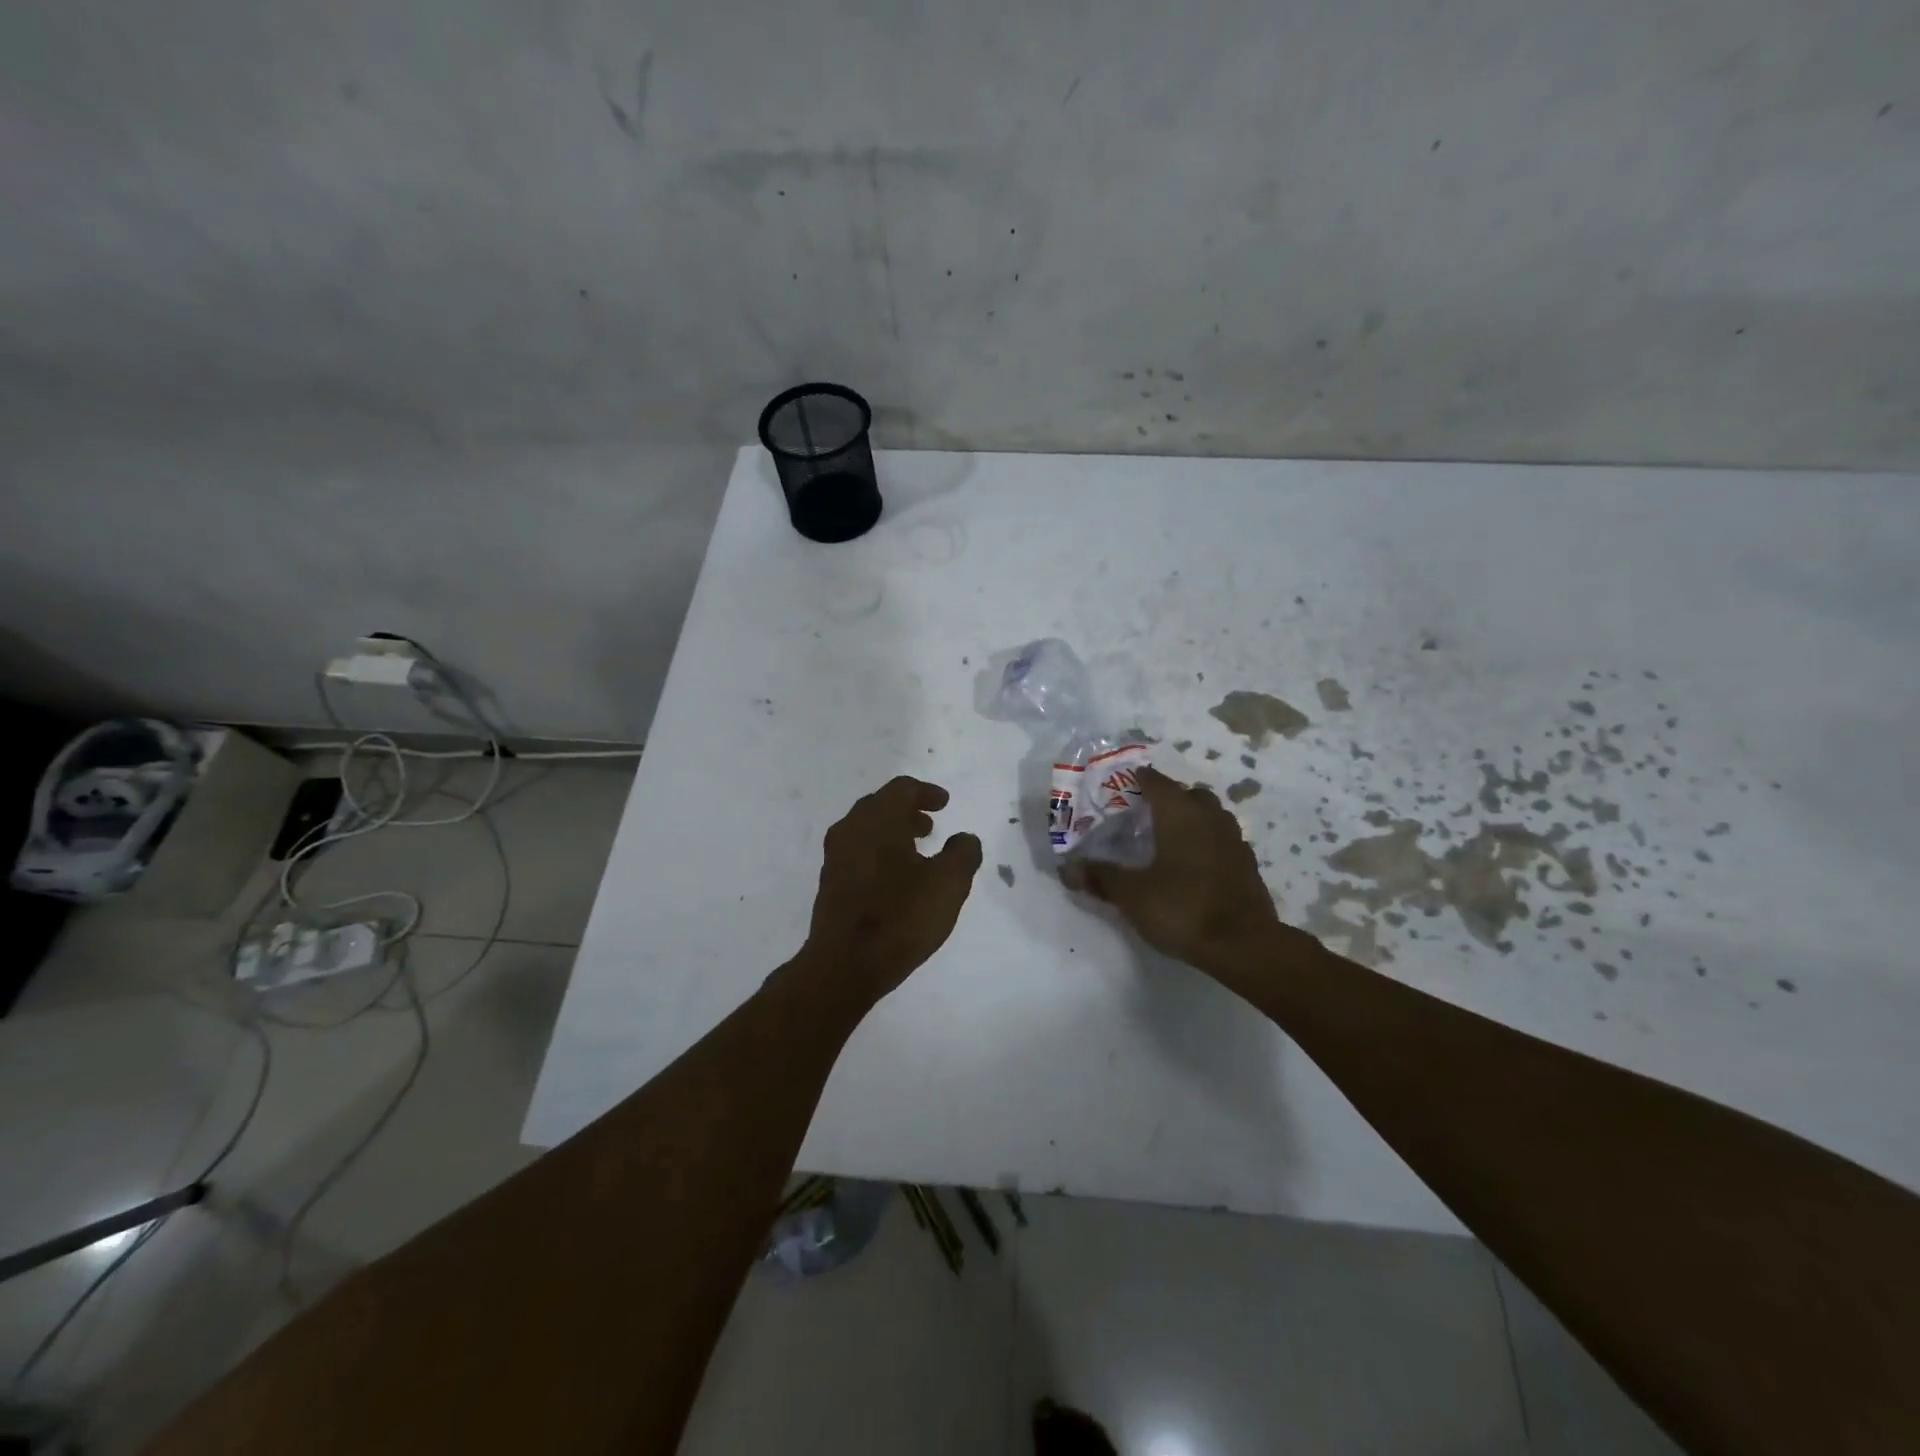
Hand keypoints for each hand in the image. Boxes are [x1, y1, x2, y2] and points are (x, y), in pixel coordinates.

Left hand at [801, 776, 982, 1003]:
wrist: (845, 964)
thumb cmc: (901, 916)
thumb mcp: (949, 884)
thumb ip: (963, 853)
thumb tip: (964, 839)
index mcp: (878, 819)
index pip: (901, 789)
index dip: (925, 792)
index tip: (944, 803)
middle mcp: (851, 829)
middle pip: (880, 806)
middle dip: (907, 811)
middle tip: (930, 825)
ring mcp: (835, 857)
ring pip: (866, 830)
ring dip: (892, 832)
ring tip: (917, 851)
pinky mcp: (829, 883)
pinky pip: (857, 852)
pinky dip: (879, 852)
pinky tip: (895, 878)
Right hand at [1069, 767, 1280, 977]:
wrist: (1244, 946)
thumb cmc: (1182, 909)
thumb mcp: (1132, 895)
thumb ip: (1101, 877)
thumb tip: (1068, 868)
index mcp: (1180, 815)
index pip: (1157, 783)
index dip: (1141, 779)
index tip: (1127, 780)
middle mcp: (1210, 819)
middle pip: (1191, 795)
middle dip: (1171, 797)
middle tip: (1148, 811)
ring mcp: (1234, 842)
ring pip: (1213, 815)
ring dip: (1195, 818)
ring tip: (1173, 835)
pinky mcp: (1248, 866)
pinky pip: (1225, 841)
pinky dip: (1210, 843)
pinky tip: (1198, 863)